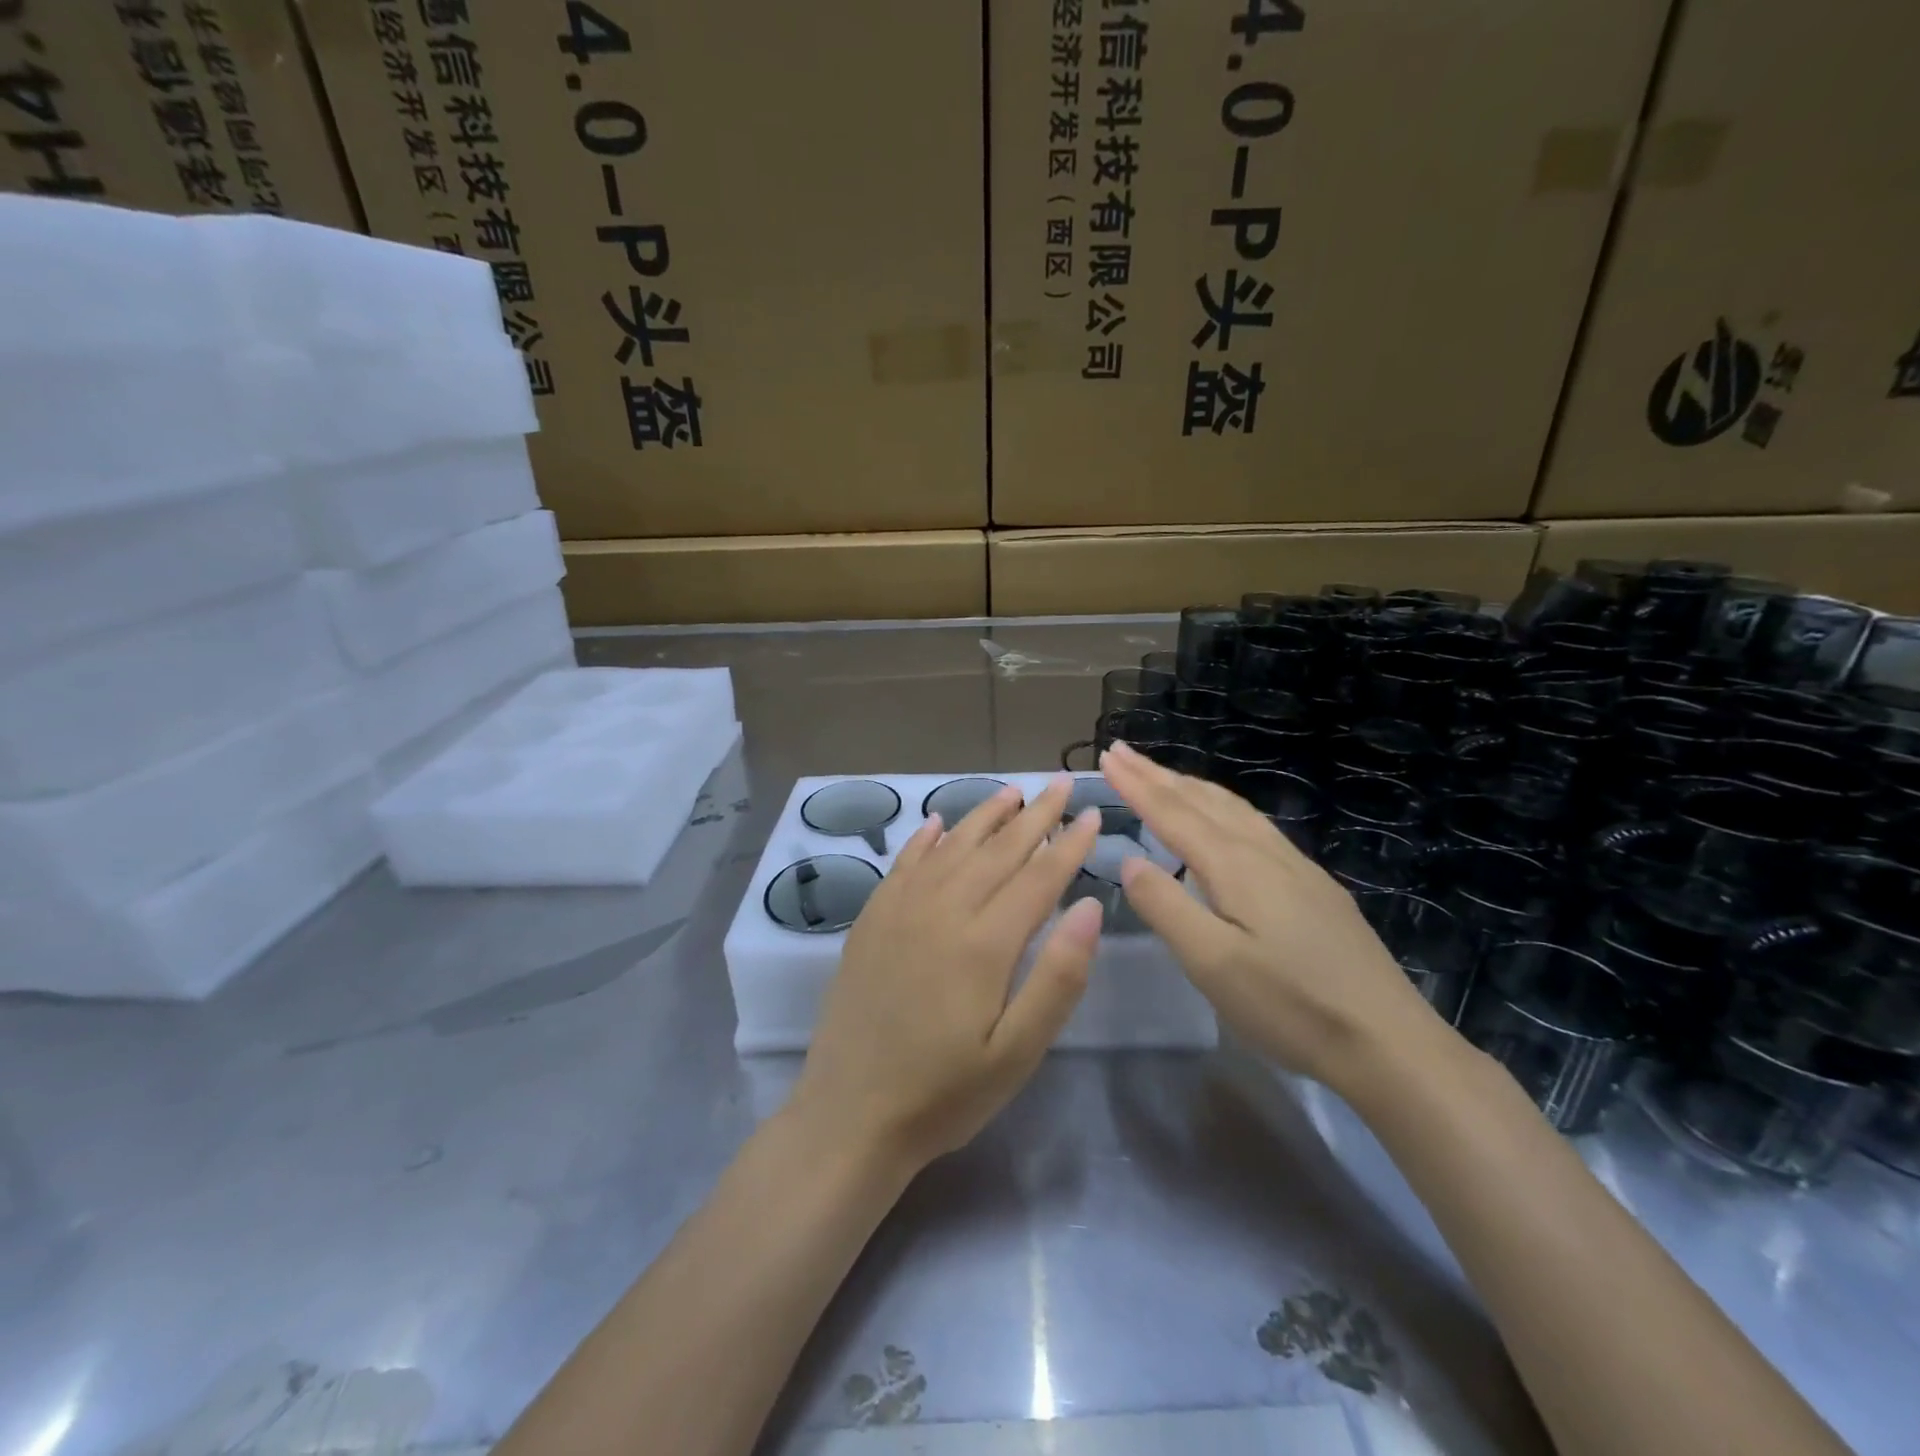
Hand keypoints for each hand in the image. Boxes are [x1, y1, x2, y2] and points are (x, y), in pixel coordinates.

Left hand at [790, 775, 1103, 1170]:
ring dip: (984, 816)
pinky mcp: (871, 921)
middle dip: (1035, 815)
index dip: (1069, 844)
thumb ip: (1058, 978)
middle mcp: (941, 910)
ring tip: (1012, 792)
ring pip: (951, 847)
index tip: (1093, 815)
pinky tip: (936, 822)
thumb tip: (1089, 907)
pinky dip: (924, 839)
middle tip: (1061, 783)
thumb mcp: (1017, 1053)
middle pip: (997, 850)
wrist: (849, 1115)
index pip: (1038, 876)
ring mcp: (899, 911)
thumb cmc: (944, 1093)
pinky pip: (903, 864)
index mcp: (984, 942)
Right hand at [1100, 741, 1447, 1094]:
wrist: (1389, 1042)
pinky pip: (1254, 825)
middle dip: (1158, 775)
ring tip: (1164, 776)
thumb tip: (1130, 860)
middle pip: (1202, 801)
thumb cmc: (1290, 1006)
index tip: (1106, 755)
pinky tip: (1226, 820)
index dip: (1136, 784)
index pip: (1173, 813)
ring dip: (1191, 787)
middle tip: (1123, 752)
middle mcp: (1264, 853)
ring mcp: (1296, 867)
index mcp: (1234, 866)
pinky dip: (1222, 807)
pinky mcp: (1314, 887)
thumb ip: (1166, 907)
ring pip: (1233, 809)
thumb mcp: (1212, 964)